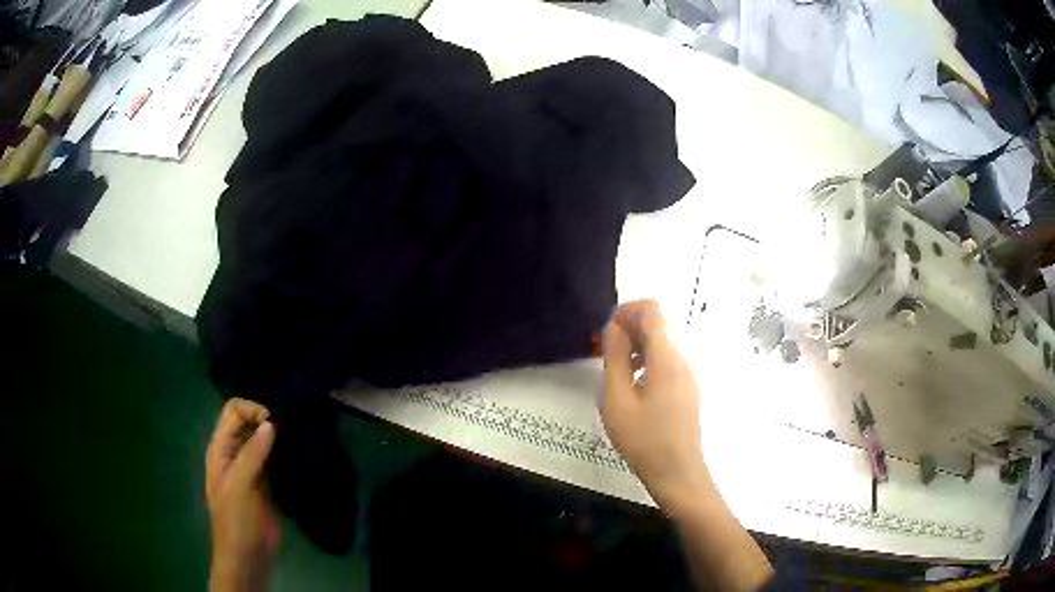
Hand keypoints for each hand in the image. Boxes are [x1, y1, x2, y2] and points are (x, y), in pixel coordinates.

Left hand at [206, 399, 280, 591]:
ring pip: (262, 439)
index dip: (251, 410)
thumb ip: (252, 454)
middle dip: (265, 419)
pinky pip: (274, 458)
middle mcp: (234, 453)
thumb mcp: (239, 484)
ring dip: (276, 435)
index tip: (272, 423)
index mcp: (221, 448)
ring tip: (296, 436)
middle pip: (248, 421)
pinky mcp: (267, 482)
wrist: (248, 554)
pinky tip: (296, 452)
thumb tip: (270, 423)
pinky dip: (283, 451)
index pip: (233, 411)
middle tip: (288, 427)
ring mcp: (251, 467)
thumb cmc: (236, 519)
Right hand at [599, 300, 711, 513]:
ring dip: (636, 349)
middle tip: (603, 357)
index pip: (651, 310)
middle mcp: (682, 359)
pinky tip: (632, 390)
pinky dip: (646, 363)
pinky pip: (666, 363)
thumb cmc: (643, 439)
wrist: (677, 472)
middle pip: (656, 326)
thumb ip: (615, 359)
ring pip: (660, 345)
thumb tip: (614, 327)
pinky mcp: (687, 388)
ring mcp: (688, 374)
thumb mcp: (617, 400)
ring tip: (615, 376)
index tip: (607, 334)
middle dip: (628, 332)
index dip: (627, 311)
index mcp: (665, 358)